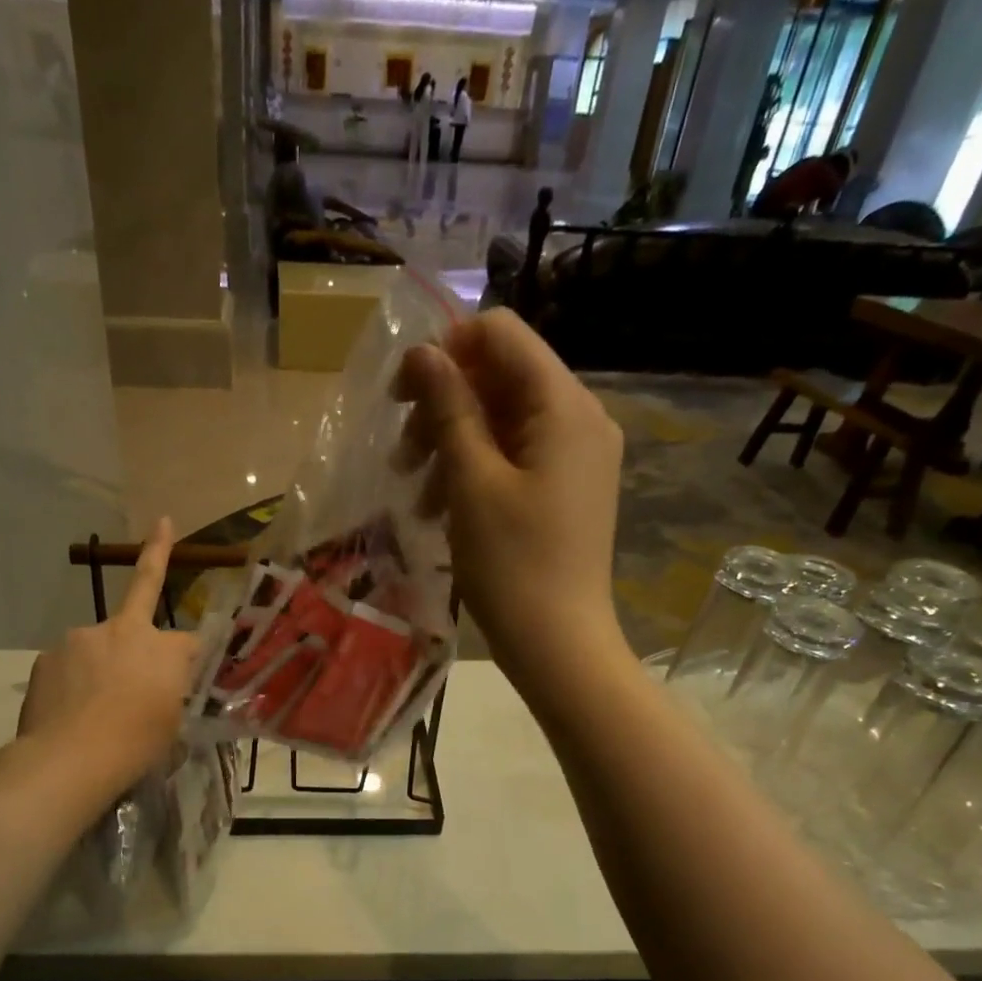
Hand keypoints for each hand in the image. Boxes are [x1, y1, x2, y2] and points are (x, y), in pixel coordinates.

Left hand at [13, 517, 198, 788]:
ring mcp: (82, 637)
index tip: (199, 651)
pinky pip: (69, 662)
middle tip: (163, 524)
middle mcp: (125, 630)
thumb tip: (166, 687)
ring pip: (100, 642)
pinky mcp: (49, 654)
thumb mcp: (172, 724)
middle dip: (157, 552)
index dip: (197, 646)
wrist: (70, 759)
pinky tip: (70, 707)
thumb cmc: (135, 746)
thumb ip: (171, 693)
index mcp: (165, 649)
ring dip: (102, 658)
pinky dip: (73, 677)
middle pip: (144, 593)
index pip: (193, 638)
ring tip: (94, 701)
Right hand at [392, 310, 626, 696]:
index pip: (502, 335)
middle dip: (443, 406)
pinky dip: (474, 472)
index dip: (446, 351)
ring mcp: (575, 457)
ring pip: (502, 421)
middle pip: (500, 378)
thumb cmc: (512, 565)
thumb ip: (448, 409)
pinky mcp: (565, 490)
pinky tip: (439, 509)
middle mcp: (579, 419)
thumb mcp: (471, 483)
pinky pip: (514, 458)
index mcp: (564, 406)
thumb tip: (421, 352)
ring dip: (451, 444)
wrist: (558, 646)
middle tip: (402, 453)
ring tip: (414, 492)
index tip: (403, 397)